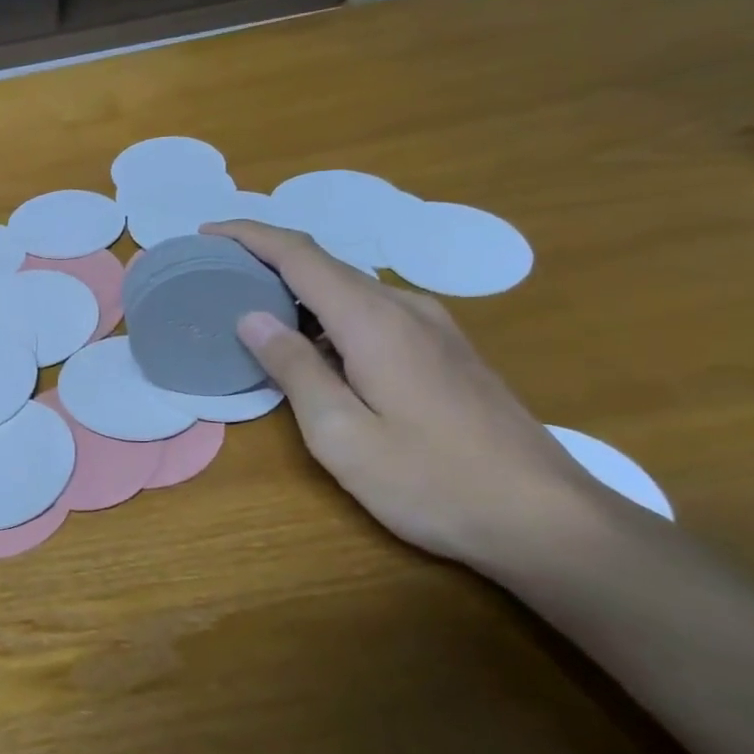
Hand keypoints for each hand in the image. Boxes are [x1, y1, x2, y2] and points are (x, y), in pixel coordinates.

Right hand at [204, 221, 622, 568]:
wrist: (546, 520)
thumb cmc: (431, 481)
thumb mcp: (342, 435)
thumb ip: (295, 369)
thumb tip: (251, 317)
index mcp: (373, 320)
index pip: (299, 255)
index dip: (249, 236)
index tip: (206, 233)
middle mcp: (405, 308)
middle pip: (324, 265)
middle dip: (267, 260)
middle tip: (217, 276)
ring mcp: (433, 327)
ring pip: (350, 288)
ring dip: (299, 289)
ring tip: (255, 309)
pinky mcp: (446, 350)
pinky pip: (373, 311)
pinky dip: (329, 313)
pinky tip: (315, 346)